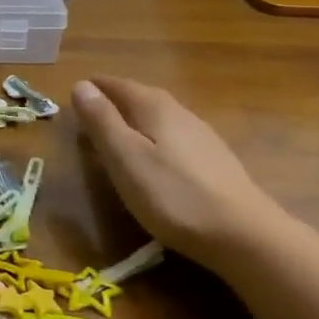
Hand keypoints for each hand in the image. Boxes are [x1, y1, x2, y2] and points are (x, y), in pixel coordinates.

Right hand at [72, 76, 285, 267]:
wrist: (242, 234)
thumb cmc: (172, 194)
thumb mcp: (125, 158)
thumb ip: (102, 121)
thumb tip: (81, 85)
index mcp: (154, 107)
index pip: (118, 85)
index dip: (96, 88)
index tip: (75, 93)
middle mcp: (180, 112)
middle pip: (142, 97)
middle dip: (116, 100)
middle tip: (92, 112)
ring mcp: (202, 136)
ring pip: (161, 117)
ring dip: (137, 119)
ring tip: (119, 133)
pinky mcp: (215, 161)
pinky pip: (175, 137)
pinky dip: (156, 138)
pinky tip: (156, 157)